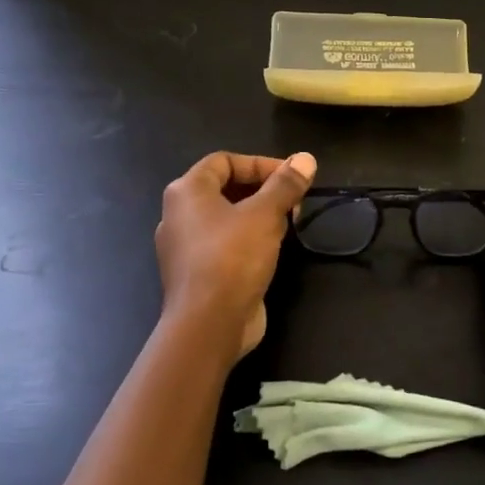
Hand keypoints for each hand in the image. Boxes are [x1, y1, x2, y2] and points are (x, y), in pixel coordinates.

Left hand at [156, 150, 316, 361]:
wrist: (208, 326)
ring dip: (259, 216)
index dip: (260, 164)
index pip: (224, 161)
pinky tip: (273, 250)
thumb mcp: (265, 214)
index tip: (291, 176)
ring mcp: (185, 247)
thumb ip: (285, 184)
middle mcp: (179, 215)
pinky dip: (249, 240)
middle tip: (294, 200)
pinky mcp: (197, 274)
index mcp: (186, 192)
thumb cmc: (232, 258)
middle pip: (225, 188)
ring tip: (289, 223)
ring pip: (227, 218)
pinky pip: (225, 245)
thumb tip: (306, 158)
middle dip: (263, 190)